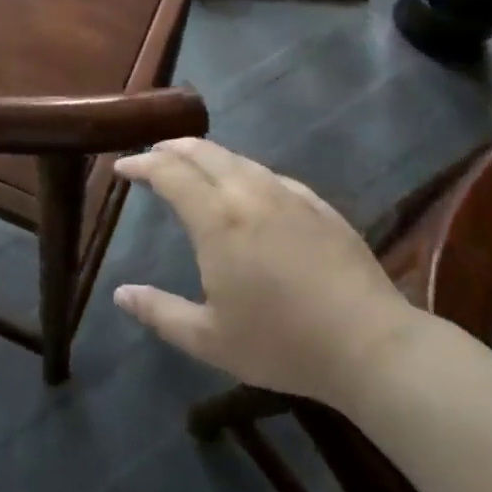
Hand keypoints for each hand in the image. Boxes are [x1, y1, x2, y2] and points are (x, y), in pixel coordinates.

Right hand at [112, 138, 418, 403]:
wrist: (369, 343)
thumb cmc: (281, 343)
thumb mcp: (209, 339)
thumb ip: (160, 312)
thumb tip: (121, 294)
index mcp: (217, 219)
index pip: (170, 172)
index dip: (142, 164)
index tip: (123, 167)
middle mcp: (249, 192)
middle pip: (203, 151)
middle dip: (171, 148)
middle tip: (152, 155)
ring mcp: (288, 194)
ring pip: (238, 158)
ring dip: (207, 156)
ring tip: (192, 167)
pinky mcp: (318, 204)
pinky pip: (269, 174)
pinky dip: (243, 171)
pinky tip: (247, 189)